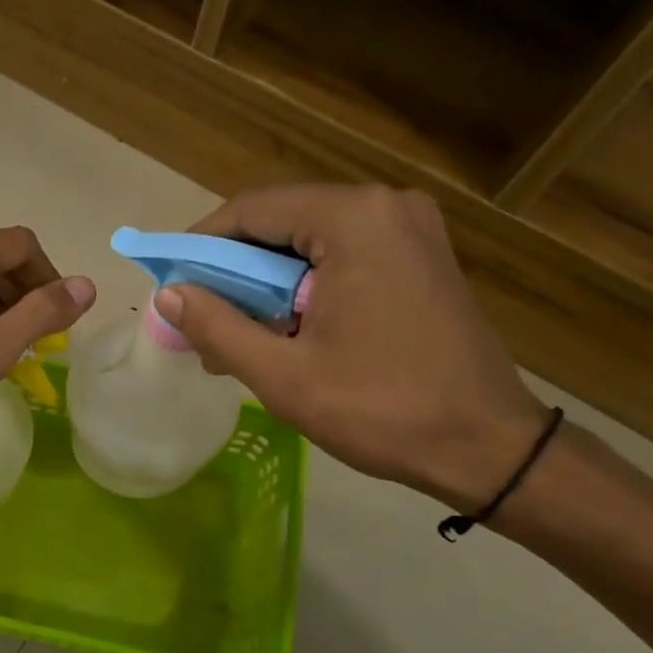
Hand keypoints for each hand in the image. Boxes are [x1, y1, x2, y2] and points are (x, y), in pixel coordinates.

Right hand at [155, 184, 548, 509]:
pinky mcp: (419, 257)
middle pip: (280, 223)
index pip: (252, 210)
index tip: (169, 282)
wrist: (485, 446)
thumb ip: (217, 327)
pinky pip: (339, 258)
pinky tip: (281, 334)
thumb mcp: (283, 374)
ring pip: (307, 244)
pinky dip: (300, 290)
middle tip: (199, 321)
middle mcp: (385, 207)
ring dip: (263, 285)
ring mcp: (409, 230)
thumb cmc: (380, 409)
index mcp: (354, 220)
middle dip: (232, 272)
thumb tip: (167, 294)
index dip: (200, 244)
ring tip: (234, 339)